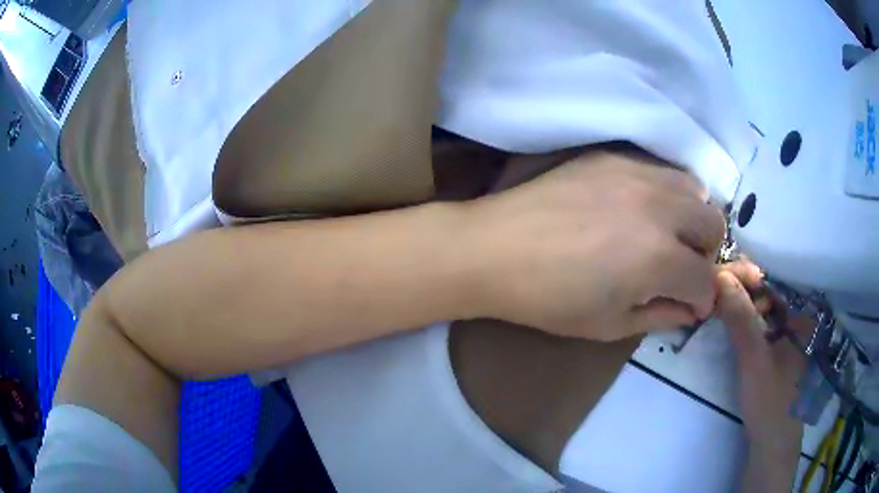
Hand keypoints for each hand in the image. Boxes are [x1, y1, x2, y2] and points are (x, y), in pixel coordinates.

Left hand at [465, 149, 725, 340]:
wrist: (495, 249)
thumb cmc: (549, 300)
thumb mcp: (609, 325)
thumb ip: (660, 317)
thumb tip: (691, 309)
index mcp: (659, 258)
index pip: (706, 279)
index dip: (702, 299)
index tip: (690, 304)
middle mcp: (659, 208)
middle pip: (714, 224)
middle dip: (706, 254)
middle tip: (682, 268)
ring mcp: (637, 174)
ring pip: (695, 189)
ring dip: (692, 217)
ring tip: (667, 234)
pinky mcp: (614, 157)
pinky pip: (661, 170)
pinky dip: (668, 193)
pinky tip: (642, 208)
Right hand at [715, 262, 804, 453]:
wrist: (771, 443)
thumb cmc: (770, 401)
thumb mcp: (754, 360)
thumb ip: (740, 319)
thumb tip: (719, 277)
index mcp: (802, 313)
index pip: (775, 279)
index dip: (749, 274)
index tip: (722, 276)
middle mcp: (799, 317)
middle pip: (770, 291)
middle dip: (744, 289)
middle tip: (717, 293)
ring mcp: (790, 334)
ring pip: (765, 308)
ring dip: (743, 305)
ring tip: (720, 306)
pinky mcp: (780, 349)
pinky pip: (763, 324)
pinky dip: (747, 321)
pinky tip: (733, 324)